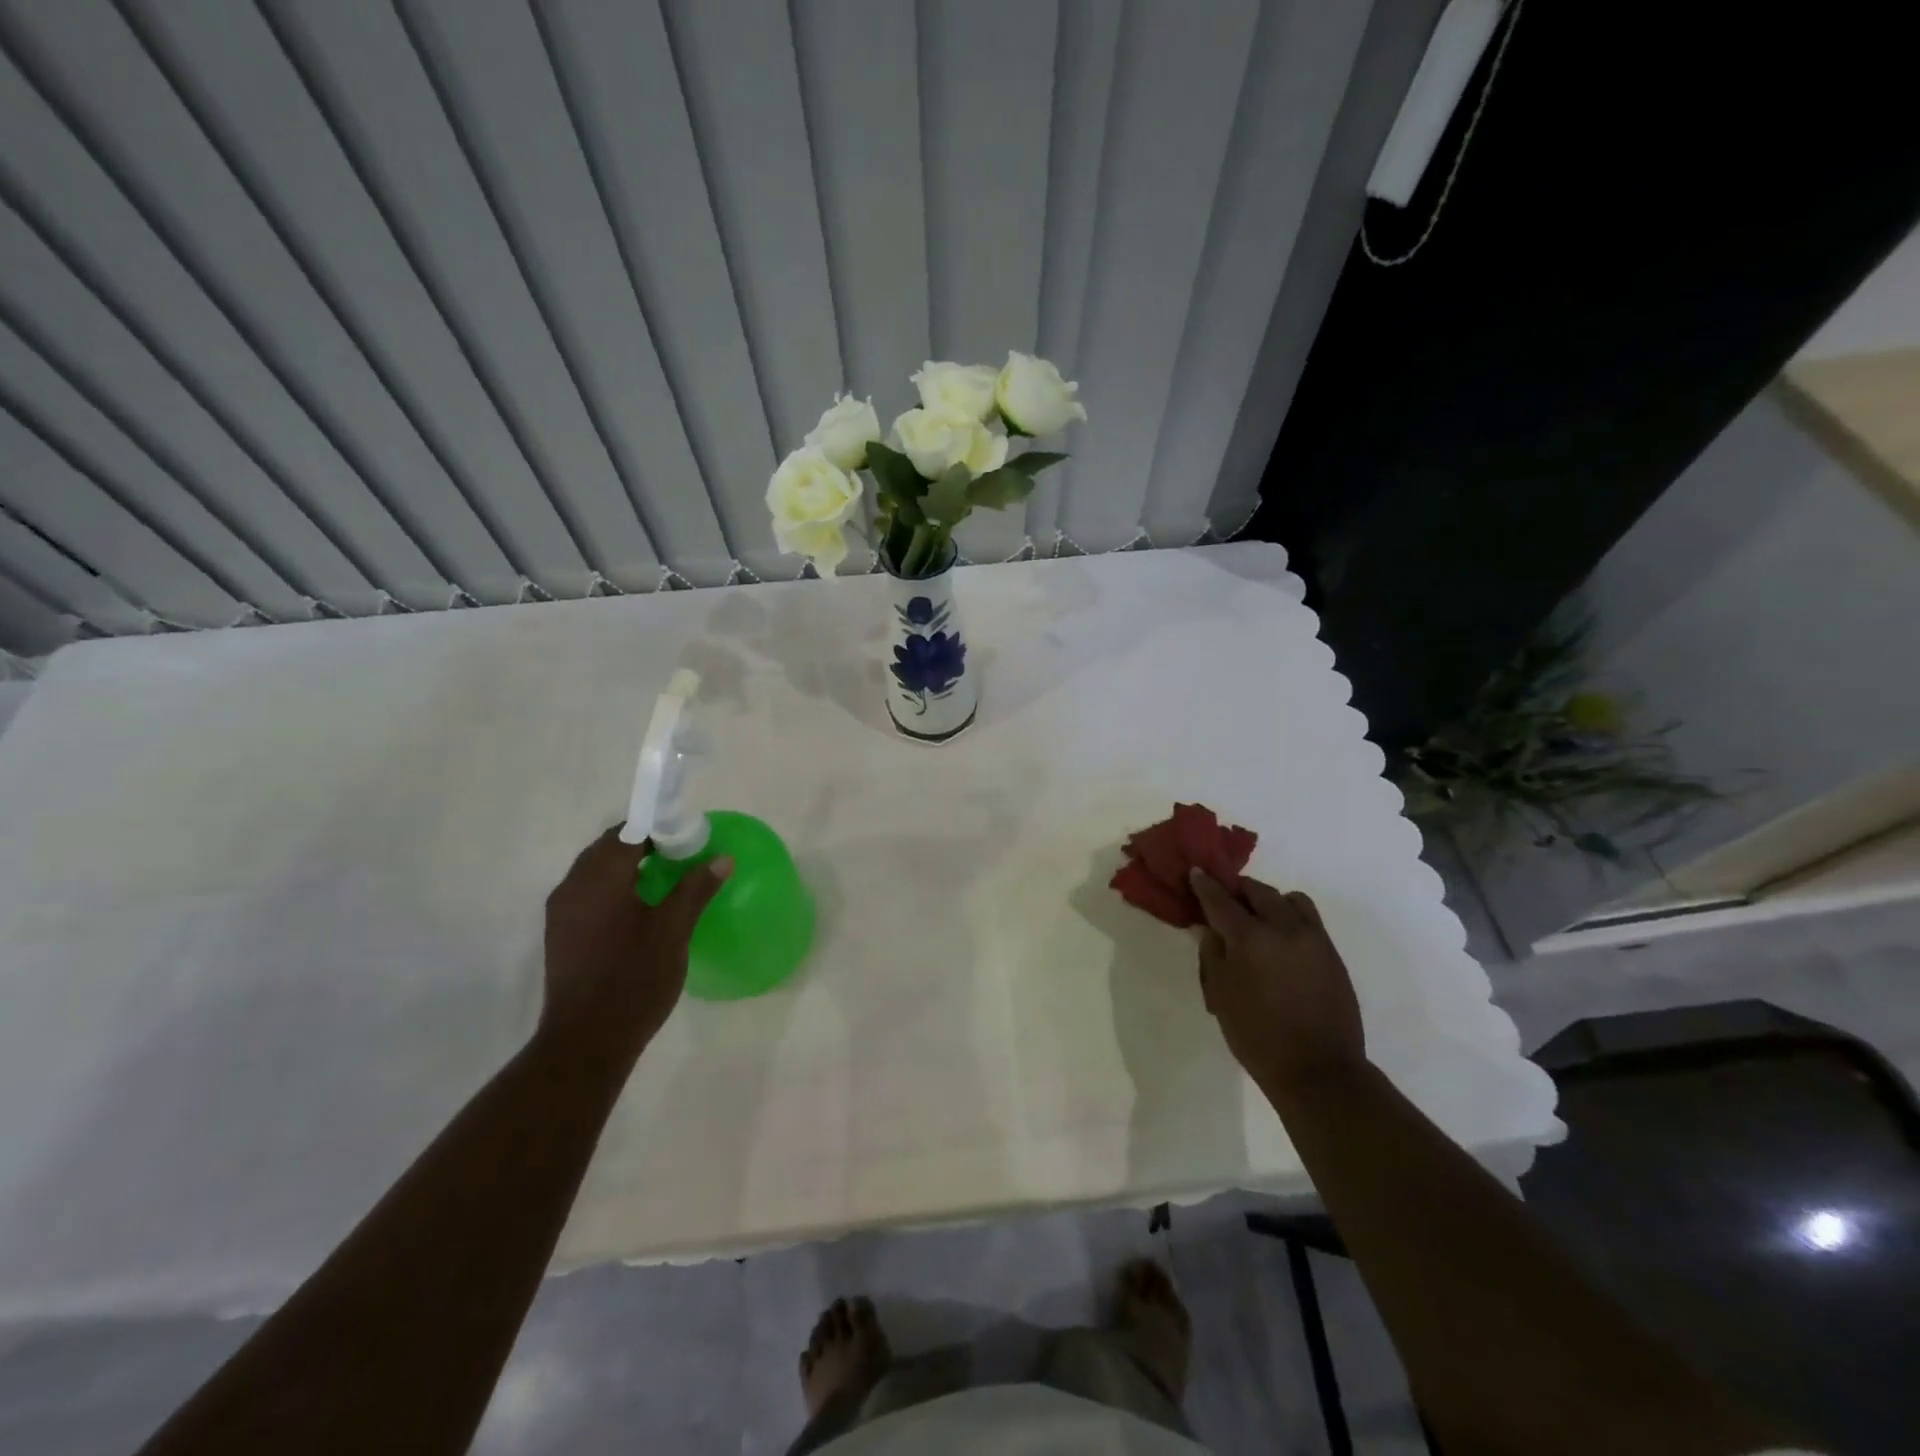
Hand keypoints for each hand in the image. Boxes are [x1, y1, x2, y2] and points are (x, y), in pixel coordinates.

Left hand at [539, 827, 731, 1069]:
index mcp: (601, 878)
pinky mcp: (560, 932)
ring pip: (595, 869)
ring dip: (626, 865)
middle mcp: (573, 886)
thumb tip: (721, 859)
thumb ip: (695, 889)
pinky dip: (612, 886)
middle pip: (608, 847)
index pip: (629, 831)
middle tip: (681, 857)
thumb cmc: (635, 980)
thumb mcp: (674, 932)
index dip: (660, 827)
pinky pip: (587, 891)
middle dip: (644, 843)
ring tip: (664, 880)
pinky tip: (638, 909)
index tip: (688, 838)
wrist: (586, 1040)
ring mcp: (562, 910)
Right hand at [1189, 870, 1365, 1097]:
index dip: (1205, 885)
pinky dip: (1291, 917)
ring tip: (1260, 918)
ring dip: (1270, 900)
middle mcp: (1284, 928)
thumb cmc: (1257, 1035)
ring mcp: (1313, 939)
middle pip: (1258, 891)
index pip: (1221, 900)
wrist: (1318, 1070)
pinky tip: (1282, 940)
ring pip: (1290, 900)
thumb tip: (1211, 929)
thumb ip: (1212, 954)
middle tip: (1226, 899)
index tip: (1196, 873)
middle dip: (1239, 891)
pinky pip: (1309, 920)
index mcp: (1250, 937)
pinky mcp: (1332, 954)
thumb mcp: (1220, 994)